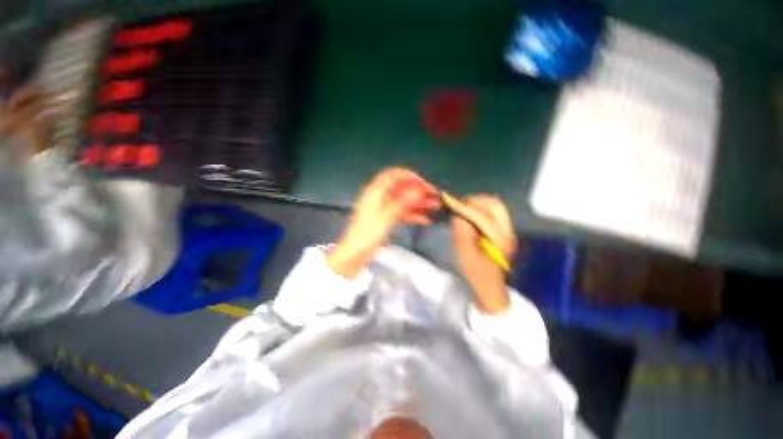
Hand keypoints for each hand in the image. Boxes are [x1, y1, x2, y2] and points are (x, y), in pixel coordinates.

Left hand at [328, 168, 439, 277]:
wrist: (355, 253)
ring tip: (435, 206)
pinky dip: (413, 215)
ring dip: (419, 203)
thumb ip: (403, 202)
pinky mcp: (387, 219)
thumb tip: (419, 190)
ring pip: (404, 201)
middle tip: (434, 195)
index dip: (409, 176)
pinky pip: (402, 213)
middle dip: (418, 190)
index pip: (393, 175)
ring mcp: (384, 209)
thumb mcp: (386, 217)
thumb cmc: (368, 233)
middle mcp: (381, 197)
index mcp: (376, 192)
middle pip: (402, 188)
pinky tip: (426, 220)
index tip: (424, 183)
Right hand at [451, 195, 516, 313]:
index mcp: (499, 239)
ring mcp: (507, 231)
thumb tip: (458, 216)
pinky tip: (470, 214)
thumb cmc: (477, 275)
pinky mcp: (503, 231)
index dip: (466, 207)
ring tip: (463, 208)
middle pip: (495, 205)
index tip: (451, 201)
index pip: (483, 216)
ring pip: (495, 207)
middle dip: (475, 201)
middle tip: (458, 204)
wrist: (492, 288)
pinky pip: (494, 212)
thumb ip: (463, 235)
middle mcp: (507, 231)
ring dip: (479, 203)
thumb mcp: (466, 257)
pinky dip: (481, 209)